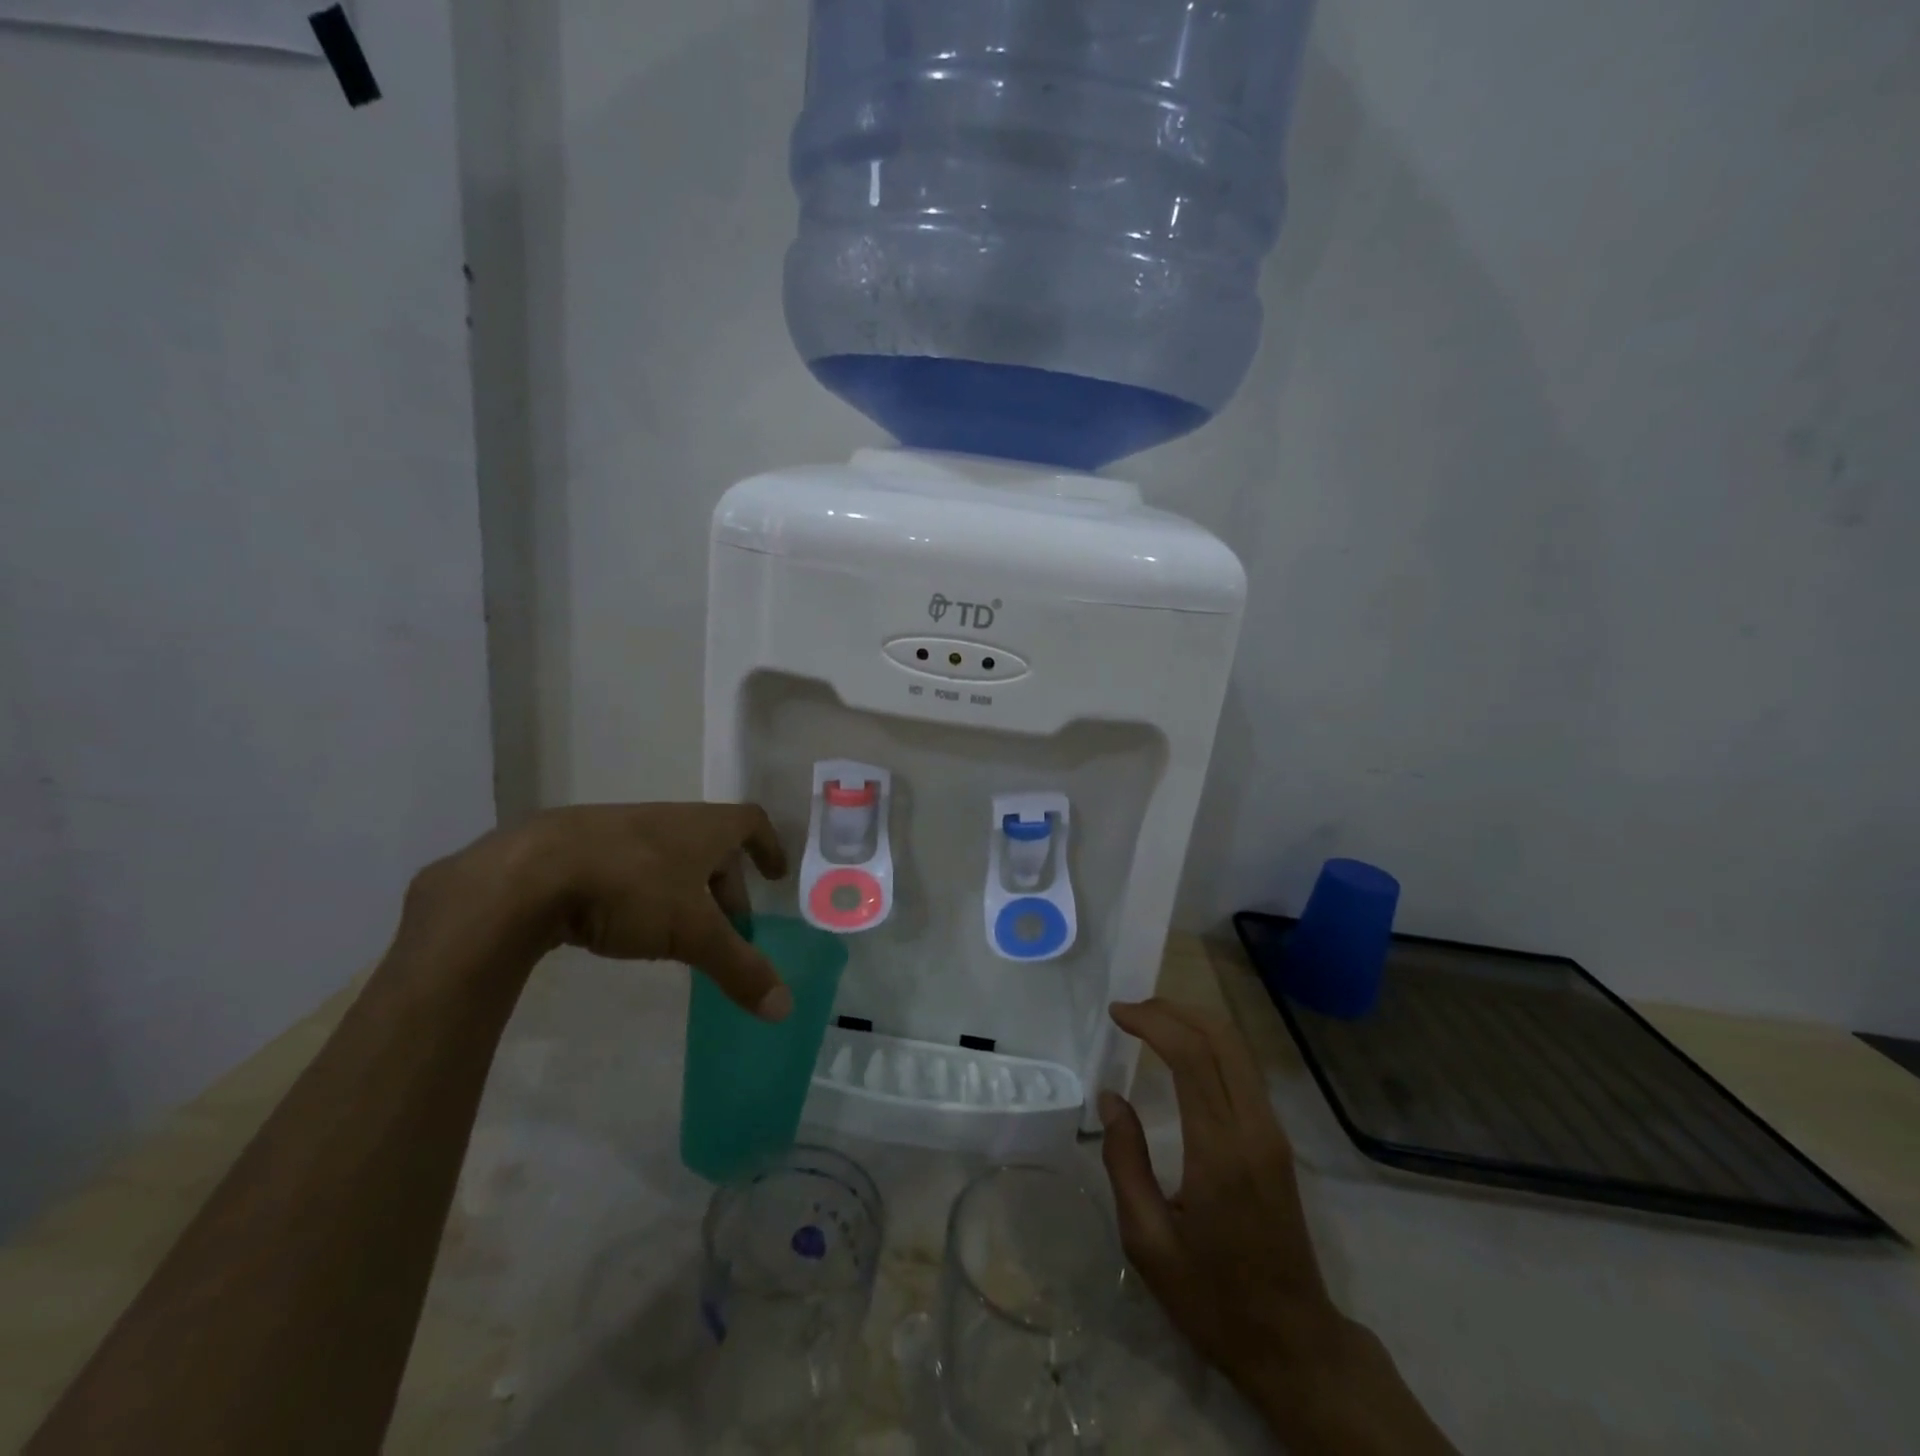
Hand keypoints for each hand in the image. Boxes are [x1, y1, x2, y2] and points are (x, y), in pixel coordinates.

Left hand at [401, 803, 792, 1019]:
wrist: (528, 873)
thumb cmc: (631, 888)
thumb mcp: (693, 932)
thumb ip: (739, 967)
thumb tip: (784, 1007)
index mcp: (702, 827)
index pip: (750, 822)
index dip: (769, 846)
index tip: (775, 876)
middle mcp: (666, 820)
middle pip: (710, 846)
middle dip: (726, 885)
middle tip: (729, 928)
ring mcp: (620, 830)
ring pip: (668, 857)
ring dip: (683, 890)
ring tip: (679, 933)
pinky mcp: (579, 849)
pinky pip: (628, 867)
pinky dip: (642, 893)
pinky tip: (625, 927)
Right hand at [1098, 999, 1455, 1453]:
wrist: (1294, 1343)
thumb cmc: (1212, 1299)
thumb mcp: (1148, 1243)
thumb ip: (1125, 1163)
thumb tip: (1111, 1098)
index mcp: (1220, 1152)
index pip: (1191, 1057)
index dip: (1152, 1022)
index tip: (1117, 1013)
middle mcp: (1254, 1129)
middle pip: (1221, 1038)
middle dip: (1173, 1010)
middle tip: (1130, 1010)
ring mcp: (1273, 1132)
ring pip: (1238, 1049)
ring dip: (1194, 1022)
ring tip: (1150, 1021)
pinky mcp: (1277, 1140)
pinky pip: (1244, 1070)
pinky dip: (1210, 1044)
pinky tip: (1183, 1051)